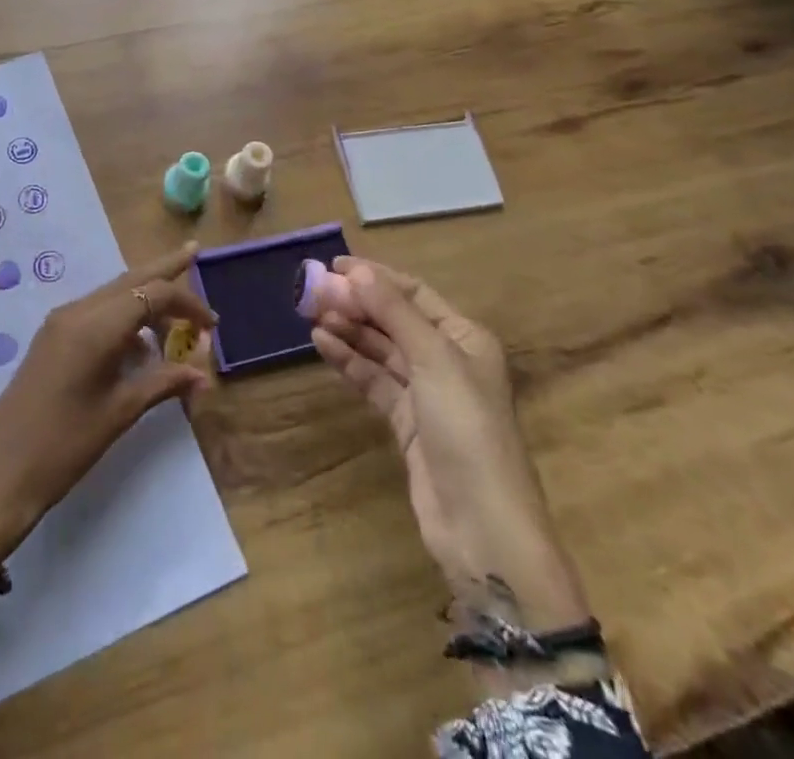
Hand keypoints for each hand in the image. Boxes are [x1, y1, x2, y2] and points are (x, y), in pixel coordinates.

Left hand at [0, 242, 214, 560]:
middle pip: (130, 278)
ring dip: (145, 295)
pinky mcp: (52, 337)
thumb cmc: (65, 445)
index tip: (213, 326)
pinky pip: (97, 311)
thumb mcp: (120, 413)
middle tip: (194, 250)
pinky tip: (140, 342)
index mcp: (96, 325)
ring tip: (177, 312)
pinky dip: (124, 315)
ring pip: (112, 293)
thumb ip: (163, 383)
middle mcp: (77, 311)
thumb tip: (203, 374)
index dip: (187, 304)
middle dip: (164, 267)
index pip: (152, 294)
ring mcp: (61, 322)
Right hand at [311, 259, 590, 638]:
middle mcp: (447, 360)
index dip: (375, 276)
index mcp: (465, 338)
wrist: (483, 527)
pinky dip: (349, 362)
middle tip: (312, 293)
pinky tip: (322, 345)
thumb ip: (393, 312)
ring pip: (380, 350)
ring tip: (311, 315)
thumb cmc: (466, 429)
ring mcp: (426, 393)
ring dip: (349, 330)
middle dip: (356, 304)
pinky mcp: (407, 423)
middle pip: (394, 320)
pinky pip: (374, 380)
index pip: (413, 293)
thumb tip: (356, 271)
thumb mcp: (433, 360)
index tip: (333, 266)